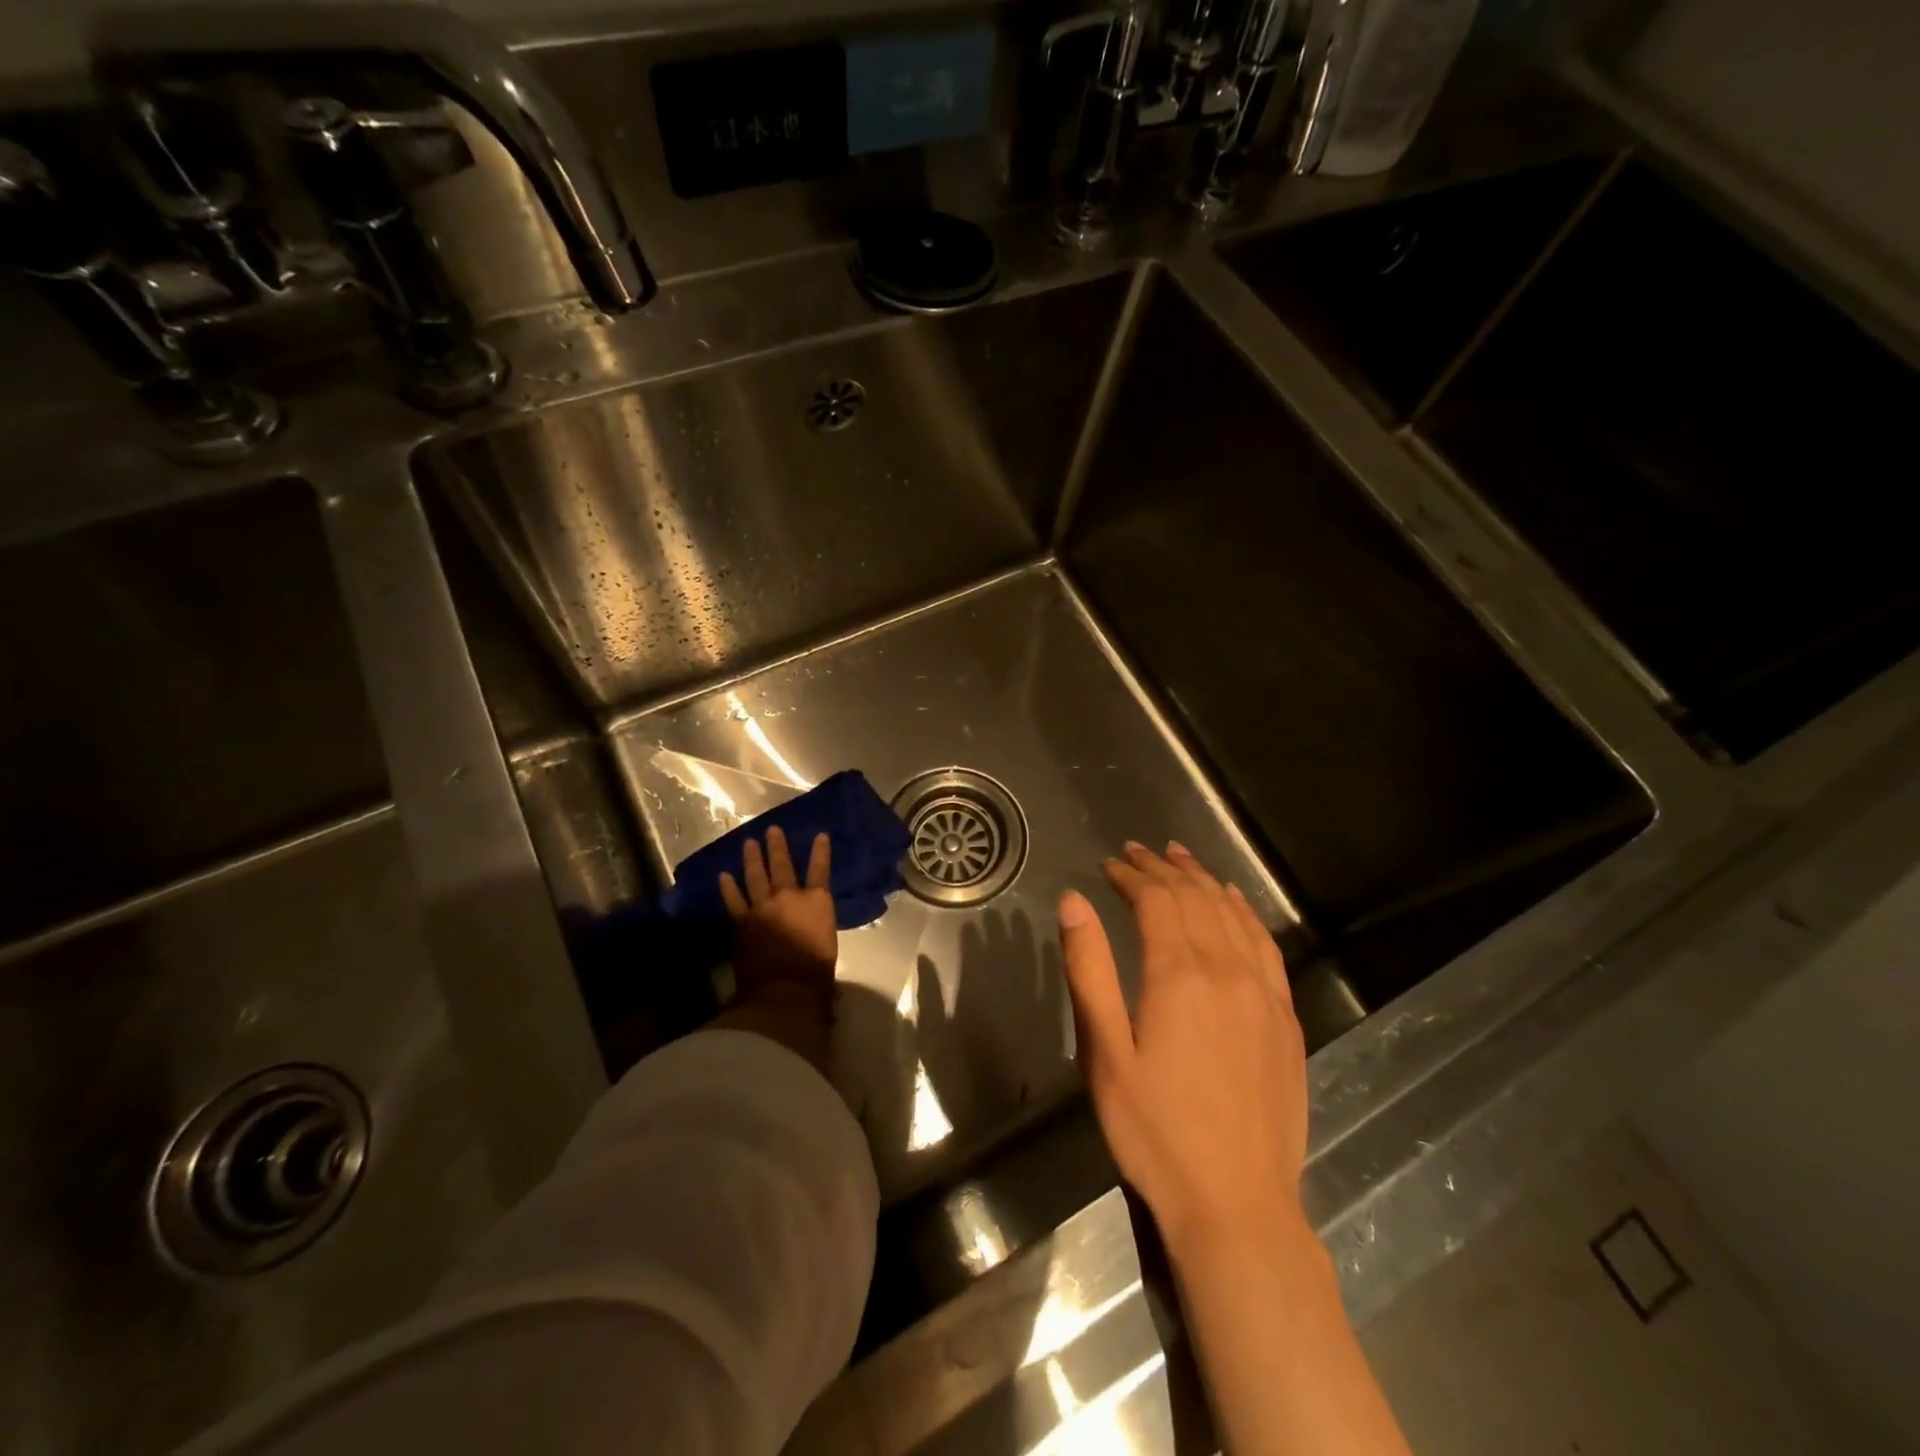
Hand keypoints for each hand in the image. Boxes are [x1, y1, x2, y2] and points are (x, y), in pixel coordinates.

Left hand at [718, 825, 836, 1001]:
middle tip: (772, 830)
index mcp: (817, 902)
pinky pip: (734, 900)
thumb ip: (819, 929)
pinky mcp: (742, 921)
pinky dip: (728, 888)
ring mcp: (762, 907)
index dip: (821, 851)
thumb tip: (813, 932)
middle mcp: (789, 897)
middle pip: (782, 865)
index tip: (820, 835)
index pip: (820, 870)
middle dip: (777, 847)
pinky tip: (723, 876)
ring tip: (748, 843)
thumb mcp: (828, 944)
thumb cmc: (816, 972)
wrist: (784, 989)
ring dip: (752, 859)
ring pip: (755, 876)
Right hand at [1058, 841, 1307, 1253]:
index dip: (1132, 875)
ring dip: (1204, 880)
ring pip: (1232, 914)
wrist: (1236, 1204)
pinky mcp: (1285, 1017)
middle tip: (1137, 851)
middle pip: (1195, 898)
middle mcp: (1227, 970)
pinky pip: (1266, 945)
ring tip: (1180, 857)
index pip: (1157, 900)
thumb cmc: (1154, 1130)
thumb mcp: (1104, 1052)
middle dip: (1163, 869)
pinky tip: (1233, 902)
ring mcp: (1264, 993)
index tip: (1110, 864)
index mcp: (1179, 975)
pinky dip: (1245, 912)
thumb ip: (1089, 970)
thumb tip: (1073, 902)